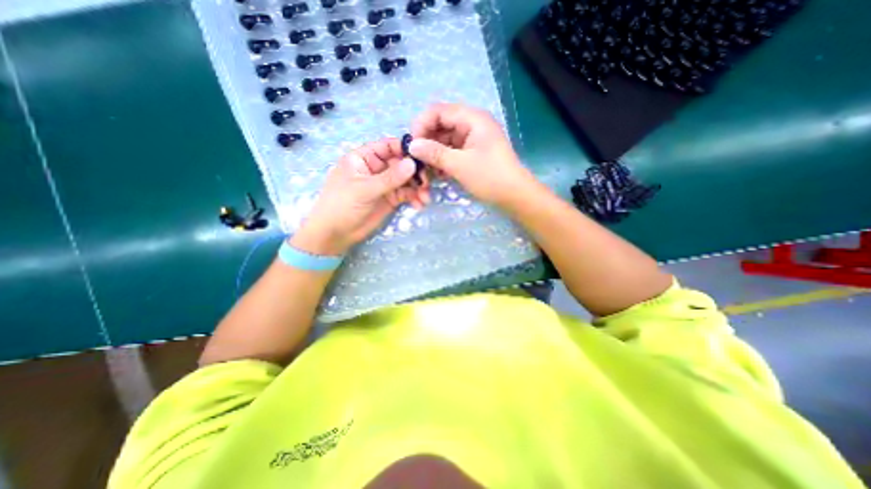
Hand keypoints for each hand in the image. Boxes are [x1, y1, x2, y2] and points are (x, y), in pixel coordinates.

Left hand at [293, 137, 426, 255]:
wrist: (336, 234)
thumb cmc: (342, 205)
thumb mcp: (365, 189)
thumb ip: (390, 178)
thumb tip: (413, 163)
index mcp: (364, 158)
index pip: (388, 147)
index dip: (406, 149)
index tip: (423, 157)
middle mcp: (377, 168)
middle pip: (402, 163)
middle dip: (416, 173)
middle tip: (426, 183)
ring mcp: (385, 184)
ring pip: (407, 180)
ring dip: (418, 187)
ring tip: (425, 198)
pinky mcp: (391, 199)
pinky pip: (406, 194)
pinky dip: (415, 198)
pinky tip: (419, 205)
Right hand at [410, 101, 537, 207]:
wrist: (515, 195)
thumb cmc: (490, 177)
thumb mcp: (460, 165)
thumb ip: (435, 153)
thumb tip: (412, 145)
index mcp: (472, 119)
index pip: (438, 111)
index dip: (421, 124)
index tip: (411, 144)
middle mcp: (471, 124)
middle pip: (441, 125)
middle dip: (426, 141)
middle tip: (416, 160)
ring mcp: (472, 139)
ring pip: (445, 140)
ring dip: (433, 153)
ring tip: (426, 170)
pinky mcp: (472, 152)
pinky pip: (452, 151)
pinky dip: (443, 160)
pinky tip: (438, 173)